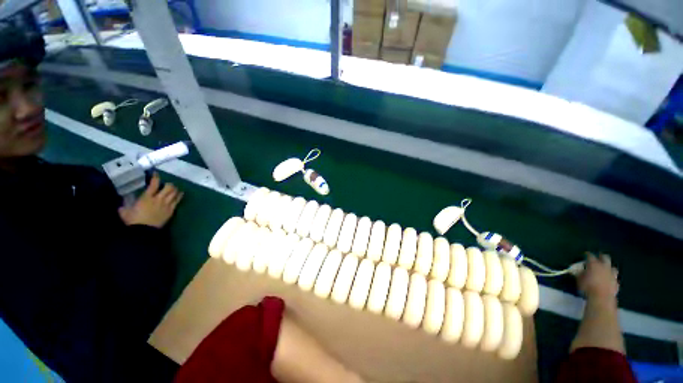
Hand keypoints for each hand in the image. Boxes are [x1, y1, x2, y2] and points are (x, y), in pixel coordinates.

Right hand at [118, 173, 183, 227]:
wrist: (144, 231)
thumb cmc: (133, 221)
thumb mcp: (125, 211)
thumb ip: (124, 206)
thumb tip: (121, 204)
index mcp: (147, 197)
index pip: (154, 184)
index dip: (156, 177)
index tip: (156, 174)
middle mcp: (159, 199)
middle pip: (169, 187)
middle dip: (169, 184)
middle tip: (166, 184)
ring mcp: (167, 205)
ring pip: (175, 193)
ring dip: (175, 189)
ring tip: (174, 188)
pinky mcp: (171, 210)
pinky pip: (177, 201)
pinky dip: (179, 196)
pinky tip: (180, 194)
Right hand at [576, 253, 619, 301]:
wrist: (602, 298)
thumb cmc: (587, 287)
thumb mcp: (579, 279)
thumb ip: (579, 273)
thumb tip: (577, 270)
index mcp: (594, 264)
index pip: (590, 255)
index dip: (587, 255)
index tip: (584, 255)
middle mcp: (604, 266)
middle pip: (605, 257)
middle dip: (601, 256)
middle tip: (598, 257)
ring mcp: (612, 274)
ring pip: (612, 267)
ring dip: (609, 267)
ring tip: (605, 269)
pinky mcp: (616, 283)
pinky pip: (614, 278)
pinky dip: (611, 277)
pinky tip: (608, 280)